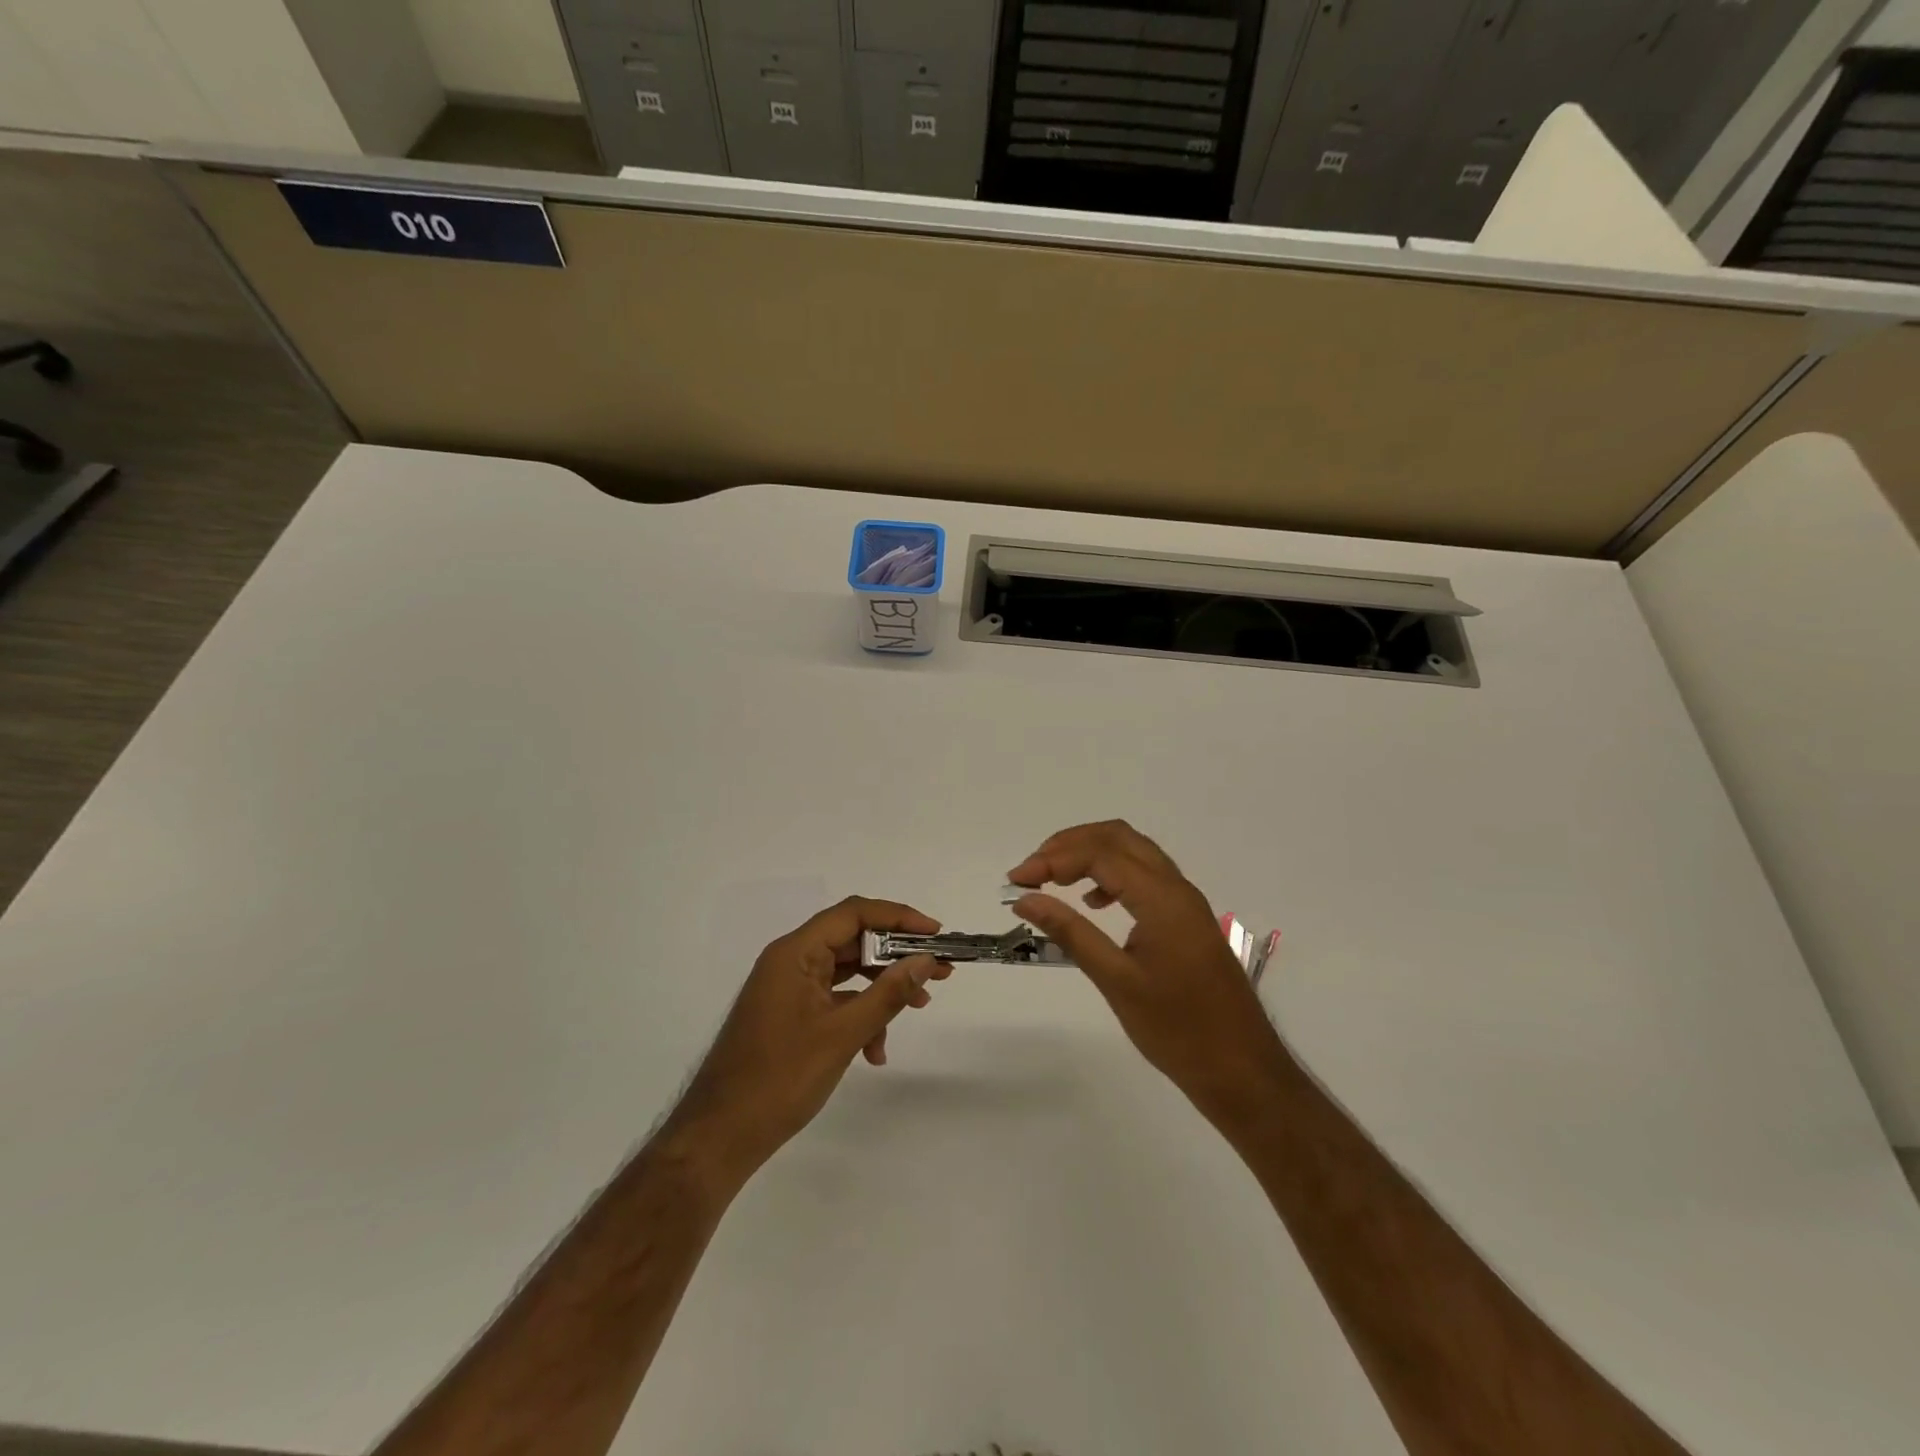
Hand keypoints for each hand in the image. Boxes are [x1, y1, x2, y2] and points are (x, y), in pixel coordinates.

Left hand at [668, 897, 951, 1188]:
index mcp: (795, 952)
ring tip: (919, 1006)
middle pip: (852, 941)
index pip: (853, 914)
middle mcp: (790, 961)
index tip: (934, 933)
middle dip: (896, 956)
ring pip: (846, 973)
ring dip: (881, 989)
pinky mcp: (790, 1014)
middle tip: (938, 971)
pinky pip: (833, 1000)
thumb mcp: (843, 1034)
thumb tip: (924, 960)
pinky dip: (859, 1015)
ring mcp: (789, 989)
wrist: (721, 1136)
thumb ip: (887, 994)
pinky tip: (875, 1051)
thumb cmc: (780, 1078)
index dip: (898, 917)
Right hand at [1008, 821, 1286, 1125]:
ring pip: (1133, 852)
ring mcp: (1185, 902)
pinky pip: (1144, 876)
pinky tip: (1092, 902)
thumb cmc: (1178, 1030)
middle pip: (1117, 837)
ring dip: (1090, 854)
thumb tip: (1026, 899)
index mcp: (1162, 899)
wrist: (1243, 1070)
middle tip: (1032, 870)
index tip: (1016, 881)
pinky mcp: (1186, 919)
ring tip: (1052, 879)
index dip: (1052, 859)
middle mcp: (1176, 888)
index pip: (1099, 854)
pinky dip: (1111, 874)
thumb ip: (1071, 933)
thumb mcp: (1117, 981)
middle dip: (1069, 844)